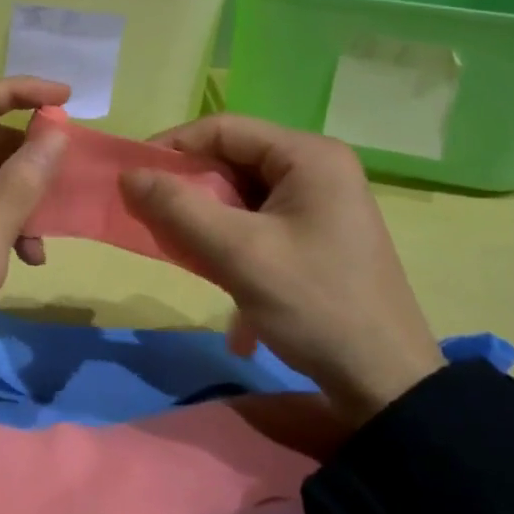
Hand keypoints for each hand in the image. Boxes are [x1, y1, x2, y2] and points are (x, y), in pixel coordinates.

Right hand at [120, 114, 441, 424]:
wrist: (386, 383)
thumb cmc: (314, 305)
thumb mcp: (239, 254)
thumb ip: (179, 208)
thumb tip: (127, 175)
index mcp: (308, 156)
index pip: (224, 129)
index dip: (173, 147)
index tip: (132, 178)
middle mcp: (317, 168)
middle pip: (233, 160)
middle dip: (190, 190)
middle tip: (152, 219)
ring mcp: (321, 203)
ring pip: (243, 195)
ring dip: (208, 221)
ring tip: (183, 251)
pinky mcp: (318, 234)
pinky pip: (259, 221)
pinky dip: (232, 242)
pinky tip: (222, 280)